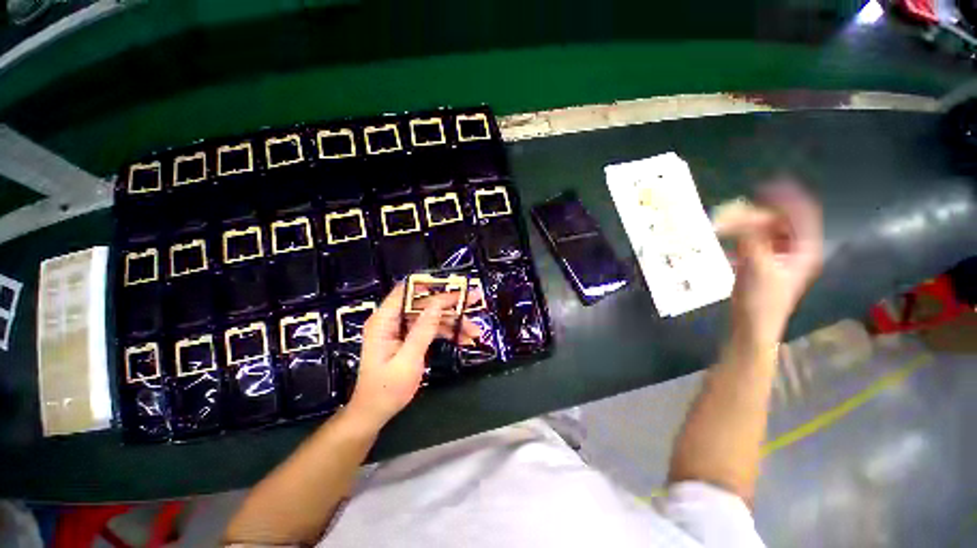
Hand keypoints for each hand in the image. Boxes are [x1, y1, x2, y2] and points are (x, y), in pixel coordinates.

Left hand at [347, 283, 481, 429]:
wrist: (375, 413)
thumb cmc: (386, 389)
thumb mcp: (407, 360)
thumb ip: (423, 330)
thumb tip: (438, 304)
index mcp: (384, 321)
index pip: (406, 291)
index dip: (429, 284)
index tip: (453, 284)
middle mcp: (393, 320)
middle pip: (424, 303)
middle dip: (450, 303)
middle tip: (474, 299)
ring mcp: (402, 329)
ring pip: (432, 316)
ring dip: (453, 322)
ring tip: (475, 331)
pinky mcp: (410, 338)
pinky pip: (431, 329)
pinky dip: (447, 333)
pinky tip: (464, 339)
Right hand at [714, 181, 822, 344]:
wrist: (753, 325)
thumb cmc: (762, 300)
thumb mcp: (758, 266)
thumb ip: (751, 238)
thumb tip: (740, 215)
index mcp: (804, 249)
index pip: (802, 214)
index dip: (787, 198)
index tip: (764, 187)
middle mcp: (795, 249)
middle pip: (782, 220)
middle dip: (761, 211)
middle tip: (736, 208)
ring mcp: (778, 257)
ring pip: (766, 231)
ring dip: (748, 224)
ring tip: (726, 222)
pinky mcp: (762, 263)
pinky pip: (753, 242)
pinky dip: (740, 237)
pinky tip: (725, 239)